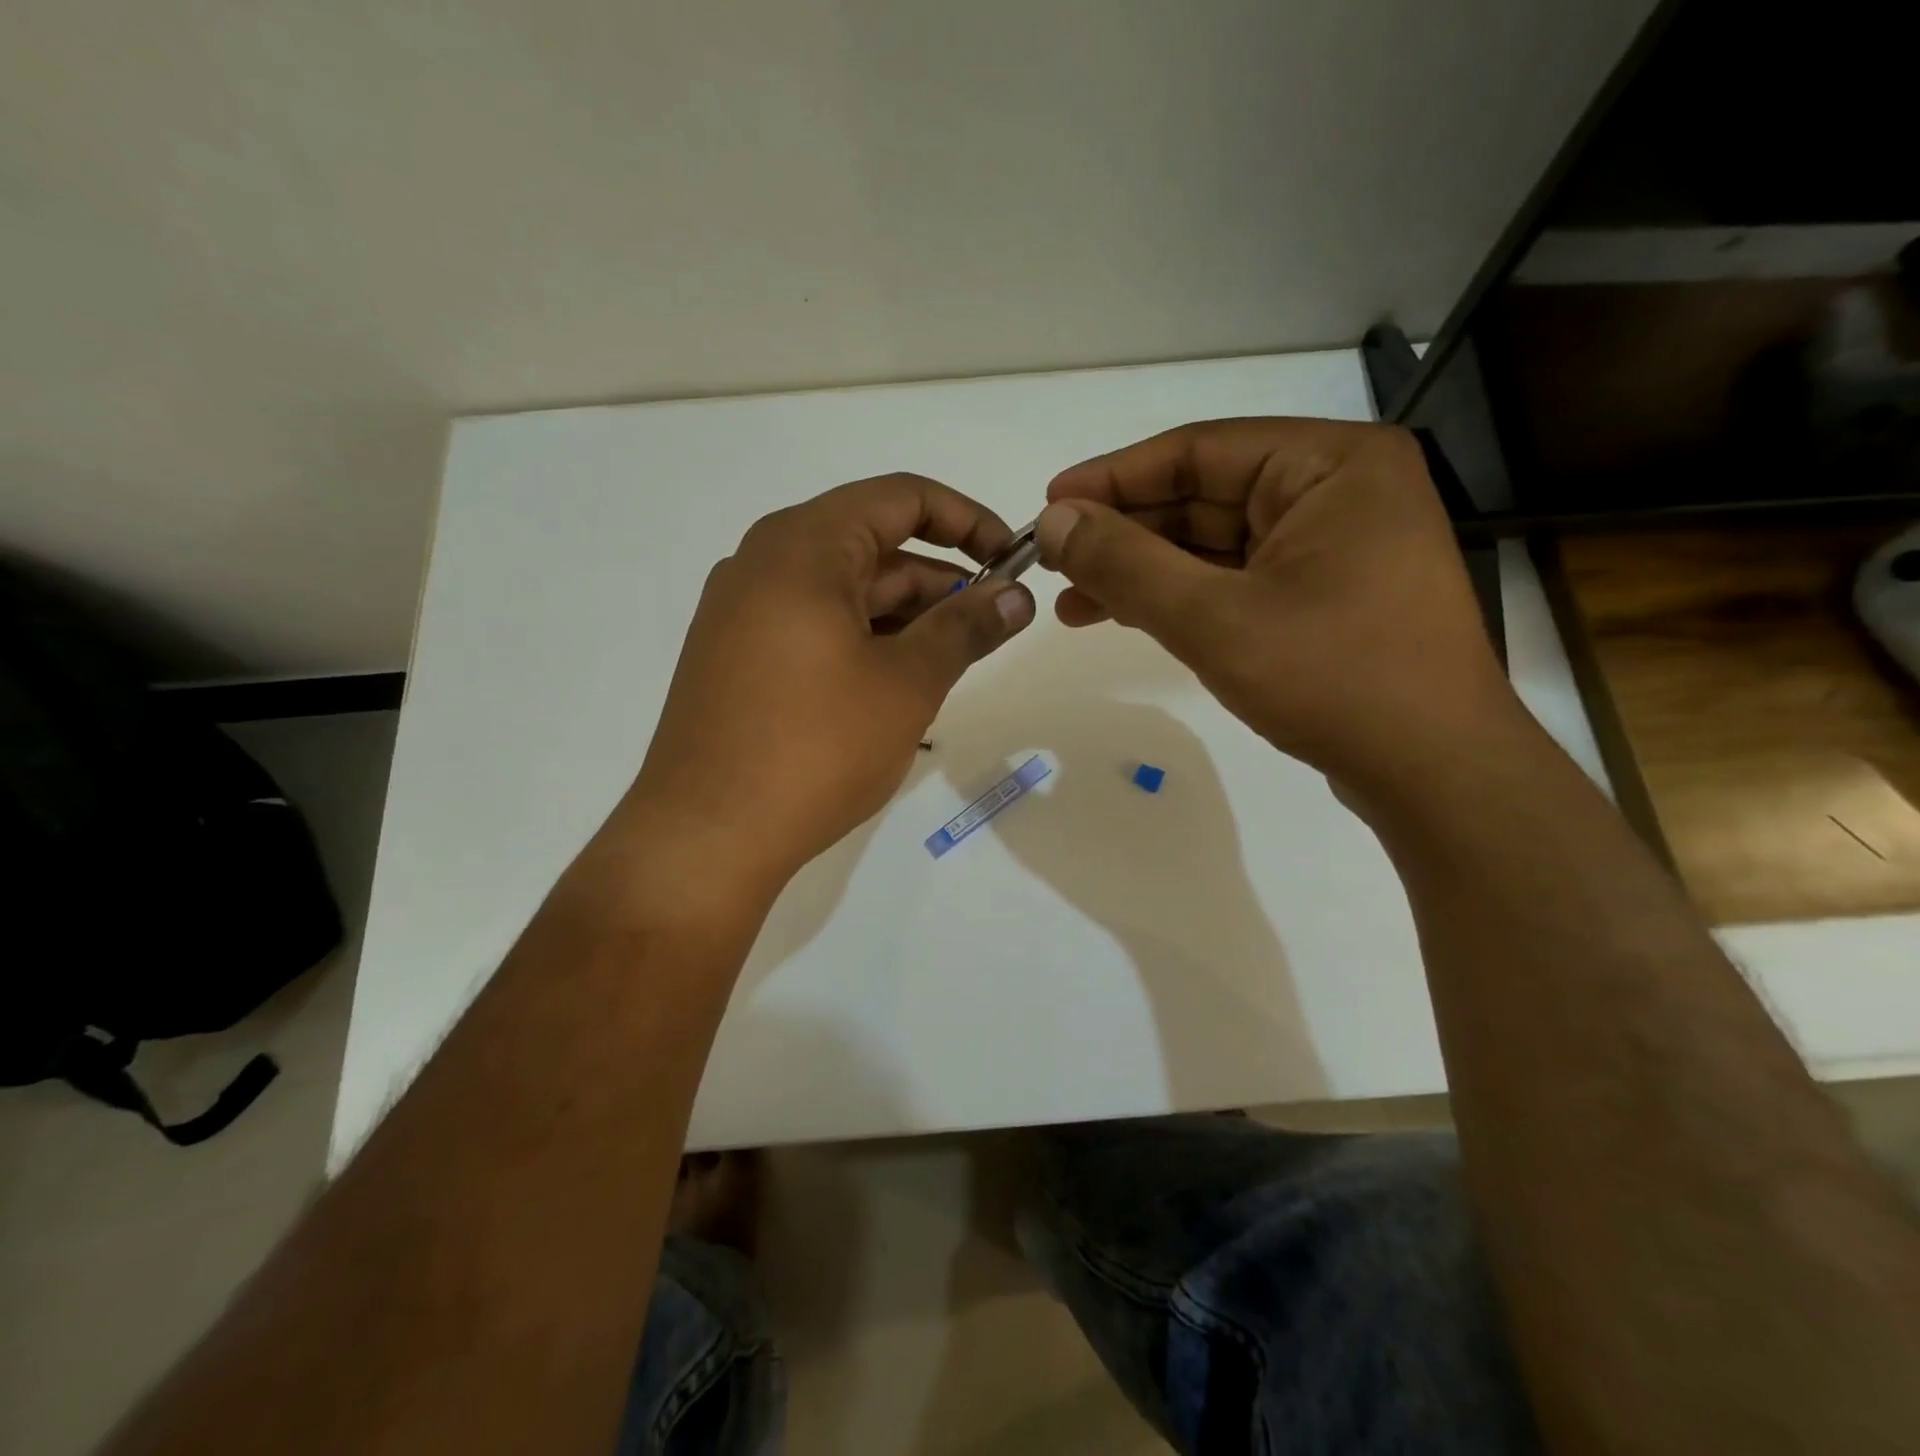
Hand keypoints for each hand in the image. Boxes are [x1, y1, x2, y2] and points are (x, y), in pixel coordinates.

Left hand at [621, 473, 1034, 894]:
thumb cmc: (816, 747)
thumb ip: (967, 627)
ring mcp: (741, 613)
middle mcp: (763, 563)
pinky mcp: (735, 658)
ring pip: (843, 592)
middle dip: (939, 581)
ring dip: (904, 617)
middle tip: (990, 626)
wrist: (707, 836)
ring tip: (950, 663)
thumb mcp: (907, 683)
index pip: (901, 497)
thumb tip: (1018, 595)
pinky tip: (895, 685)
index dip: (967, 520)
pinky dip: (863, 641)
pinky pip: (813, 626)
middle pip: (872, 546)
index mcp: (803, 546)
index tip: (1010, 560)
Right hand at [1037, 418, 1515, 793]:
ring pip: (1215, 545)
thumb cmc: (1334, 680)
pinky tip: (1125, 616)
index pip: (1198, 450)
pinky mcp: (1325, 595)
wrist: (1434, 774)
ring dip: (1144, 572)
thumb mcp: (1214, 619)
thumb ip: (1126, 565)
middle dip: (1124, 534)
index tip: (1050, 504)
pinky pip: (1236, 579)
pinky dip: (1181, 598)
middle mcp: (1338, 490)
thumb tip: (1053, 522)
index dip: (1114, 478)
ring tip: (1073, 603)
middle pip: (1204, 497)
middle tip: (1053, 562)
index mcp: (1330, 464)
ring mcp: (1335, 546)